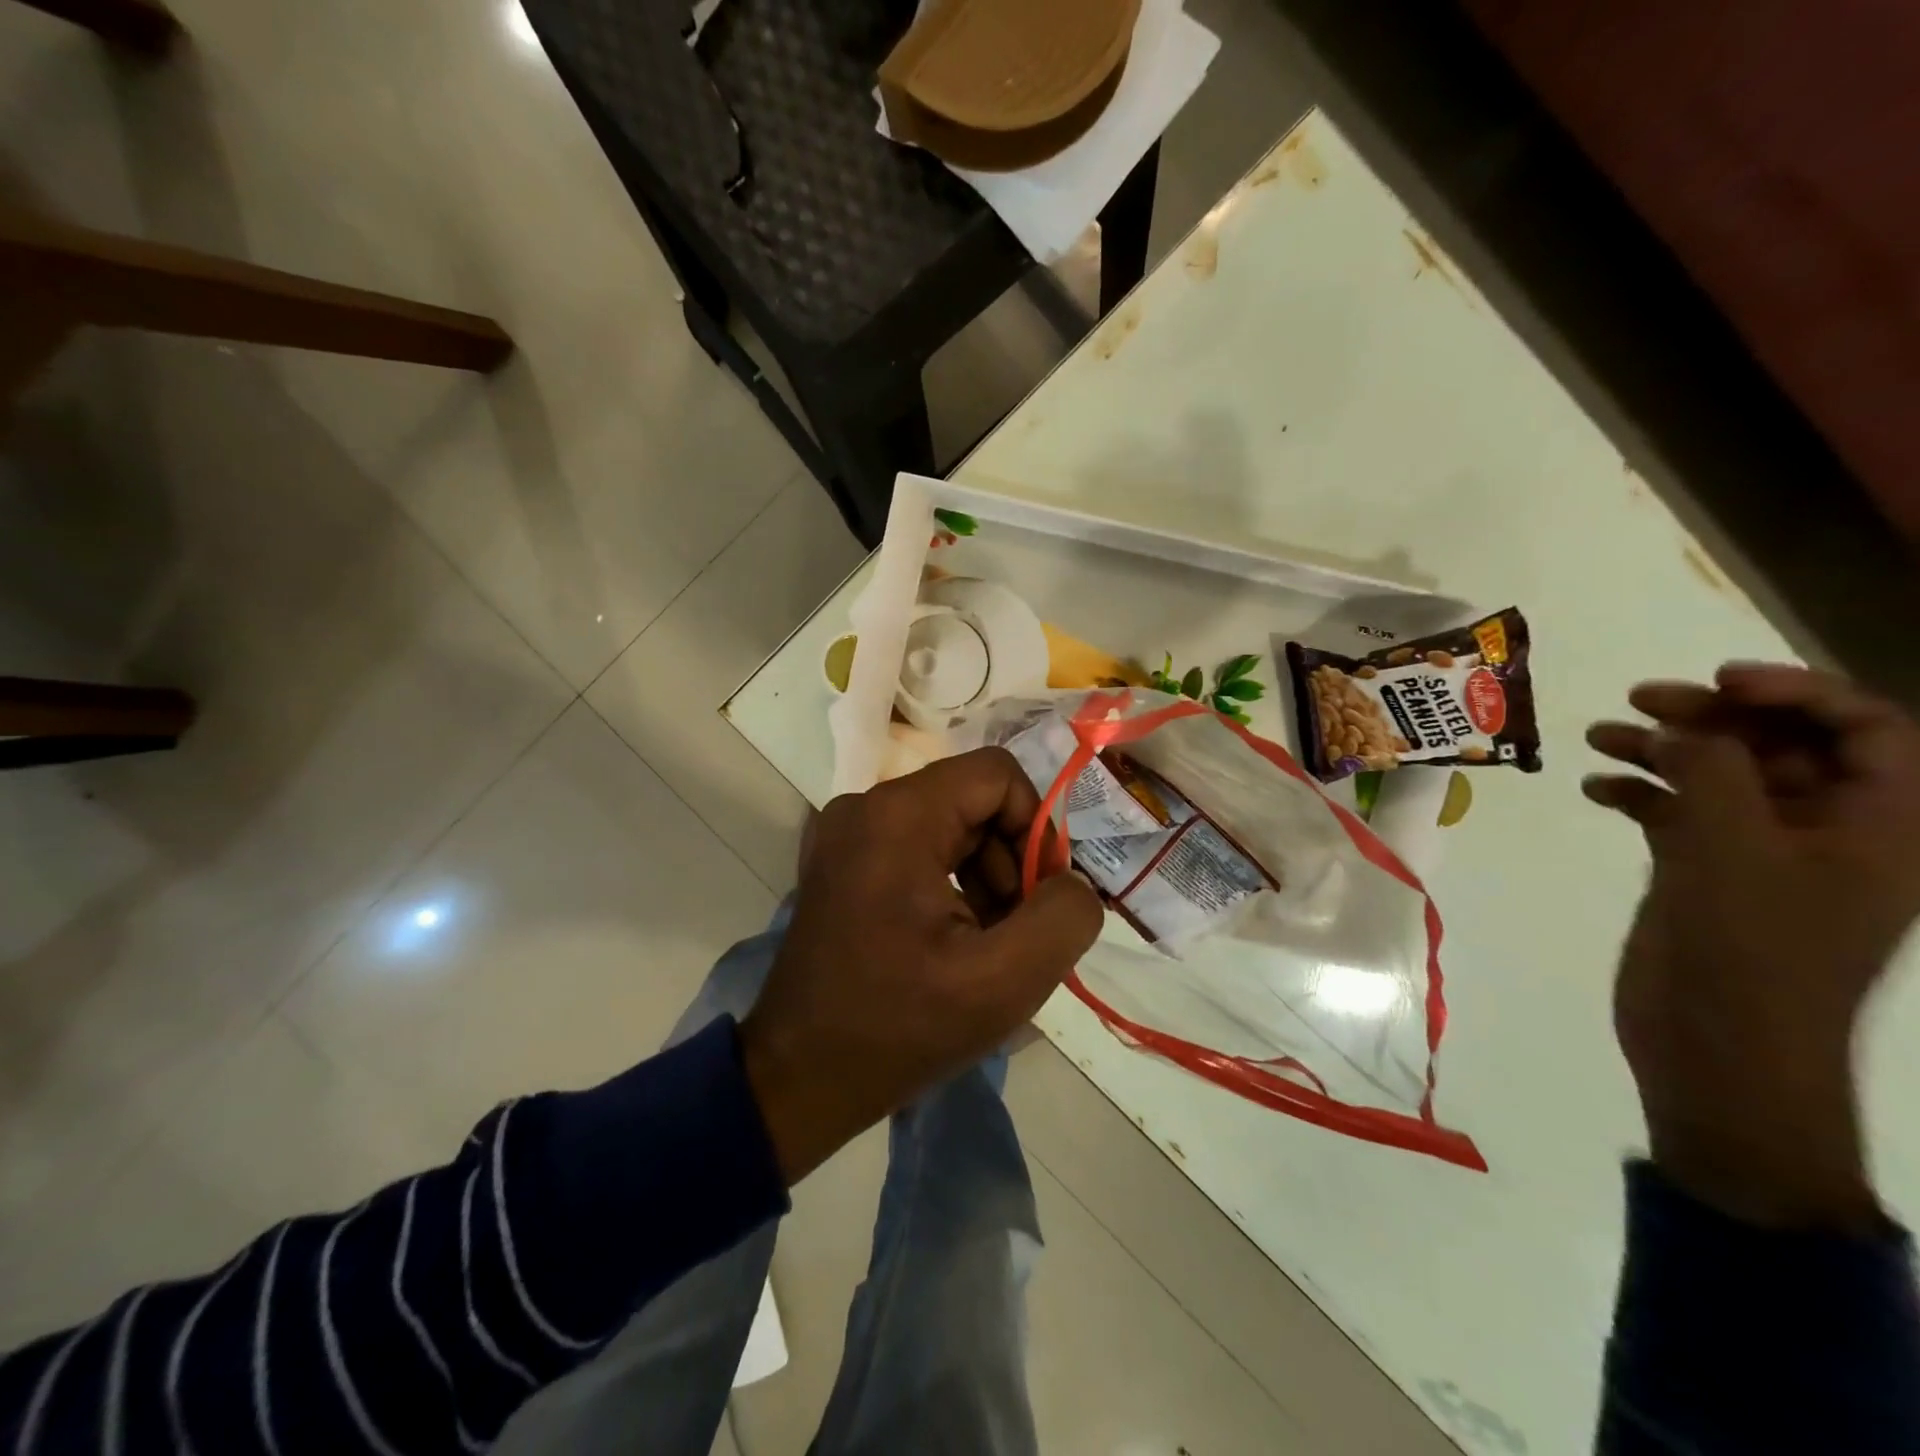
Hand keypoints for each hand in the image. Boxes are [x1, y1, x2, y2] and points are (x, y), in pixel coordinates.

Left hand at [738, 748, 1103, 1184]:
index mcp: (899, 816)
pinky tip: (952, 940)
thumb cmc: (900, 1028)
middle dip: (1011, 860)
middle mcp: (865, 806)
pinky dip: (951, 883)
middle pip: (973, 800)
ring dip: (984, 876)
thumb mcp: (1003, 982)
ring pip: (949, 824)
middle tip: (1015, 929)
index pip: (998, 775)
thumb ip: (1063, 917)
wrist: (799, 1077)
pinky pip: (918, 846)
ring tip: (985, 943)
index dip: (1036, 827)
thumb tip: (1073, 883)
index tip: (1042, 894)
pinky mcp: (841, 861)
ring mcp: (845, 832)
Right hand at [1584, 663, 1919, 1228]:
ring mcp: (1763, 855)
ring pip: (1720, 777)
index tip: (1717, 680)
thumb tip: (1683, 726)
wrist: (1718, 1048)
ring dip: (1662, 749)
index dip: (1799, 691)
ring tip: (1599, 736)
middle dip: (1713, 716)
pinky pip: (1677, 814)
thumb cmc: (1747, 950)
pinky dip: (1637, 793)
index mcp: (1879, 827)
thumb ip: (1711, 773)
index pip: (1865, 730)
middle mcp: (1829, 832)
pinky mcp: (1706, 874)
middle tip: (1639, 700)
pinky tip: (1594, 789)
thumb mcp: (1732, 850)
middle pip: (1782, 746)